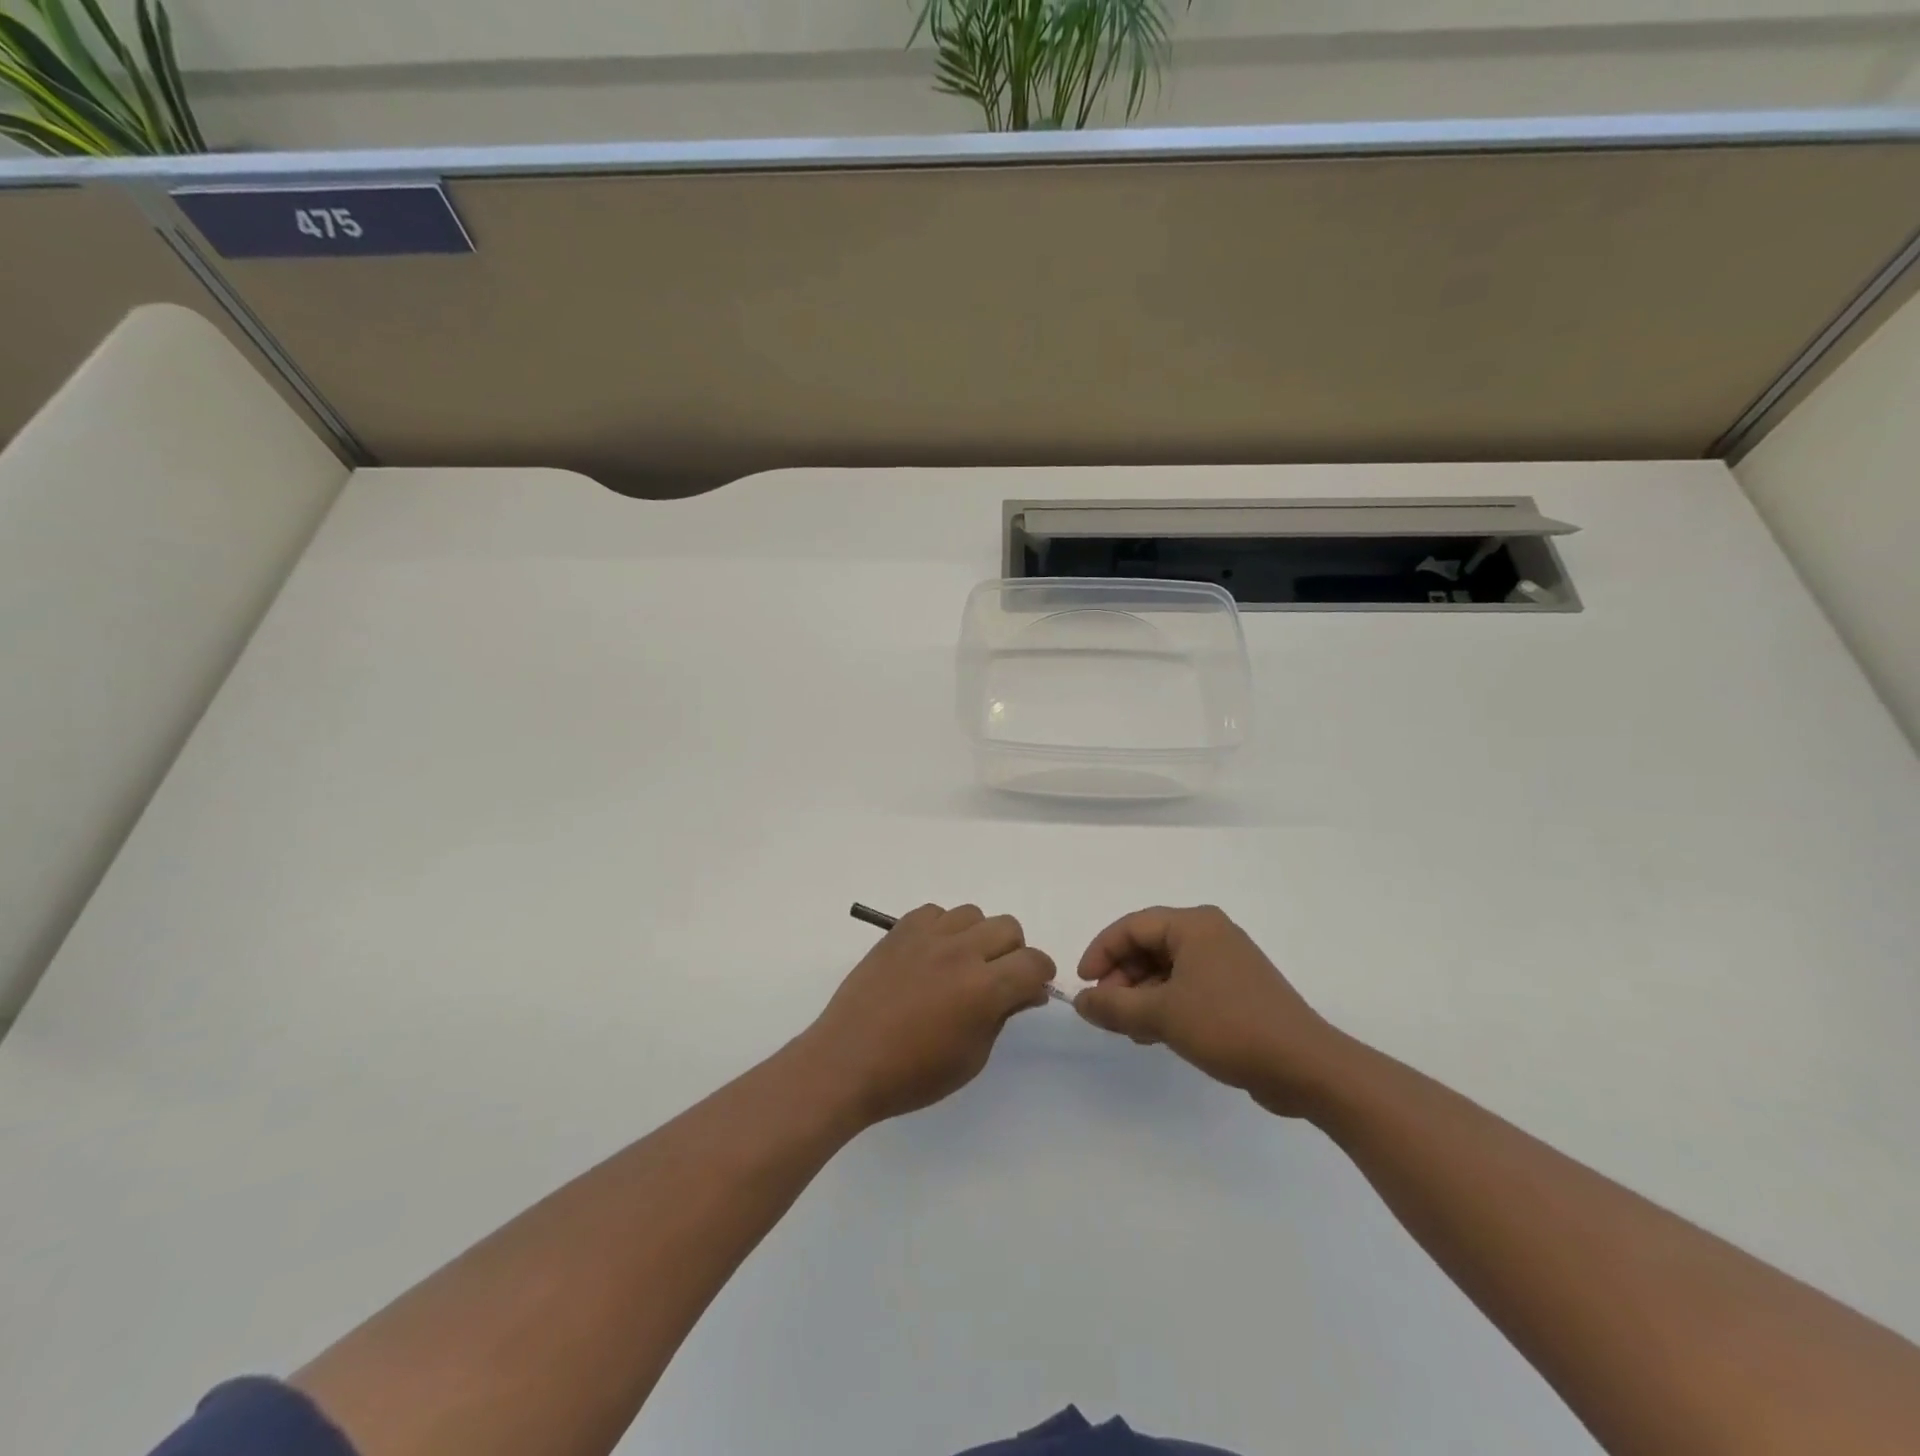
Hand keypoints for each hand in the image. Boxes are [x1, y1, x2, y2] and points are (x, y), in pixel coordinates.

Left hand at [799, 904, 1055, 1125]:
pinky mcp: (900, 930)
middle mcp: (961, 952)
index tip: (1032, 989)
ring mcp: (928, 936)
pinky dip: (943, 928)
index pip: (1034, 962)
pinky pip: (936, 912)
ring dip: (978, 936)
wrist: (847, 1061)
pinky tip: (932, 954)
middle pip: (1008, 928)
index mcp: (984, 988)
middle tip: (998, 978)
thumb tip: (1026, 991)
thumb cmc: (912, 1074)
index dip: (1040, 975)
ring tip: (961, 964)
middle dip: (1013, 952)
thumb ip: (1003, 1016)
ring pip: (973, 914)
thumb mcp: (972, 1058)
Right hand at [1075, 905, 1348, 1117]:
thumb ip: (1114, 1006)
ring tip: (1130, 1031)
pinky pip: (1188, 986)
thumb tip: (1080, 1002)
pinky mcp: (1238, 990)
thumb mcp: (1161, 1015)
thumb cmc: (1229, 1026)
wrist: (1306, 1067)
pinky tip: (1157, 1035)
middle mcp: (1211, 934)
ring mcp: (1227, 962)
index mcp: (1194, 925)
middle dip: (1122, 978)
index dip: (1101, 952)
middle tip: (1107, 1012)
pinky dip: (1166, 1004)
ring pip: (1167, 969)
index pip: (1132, 926)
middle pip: (1149, 945)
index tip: (1083, 985)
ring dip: (1142, 995)